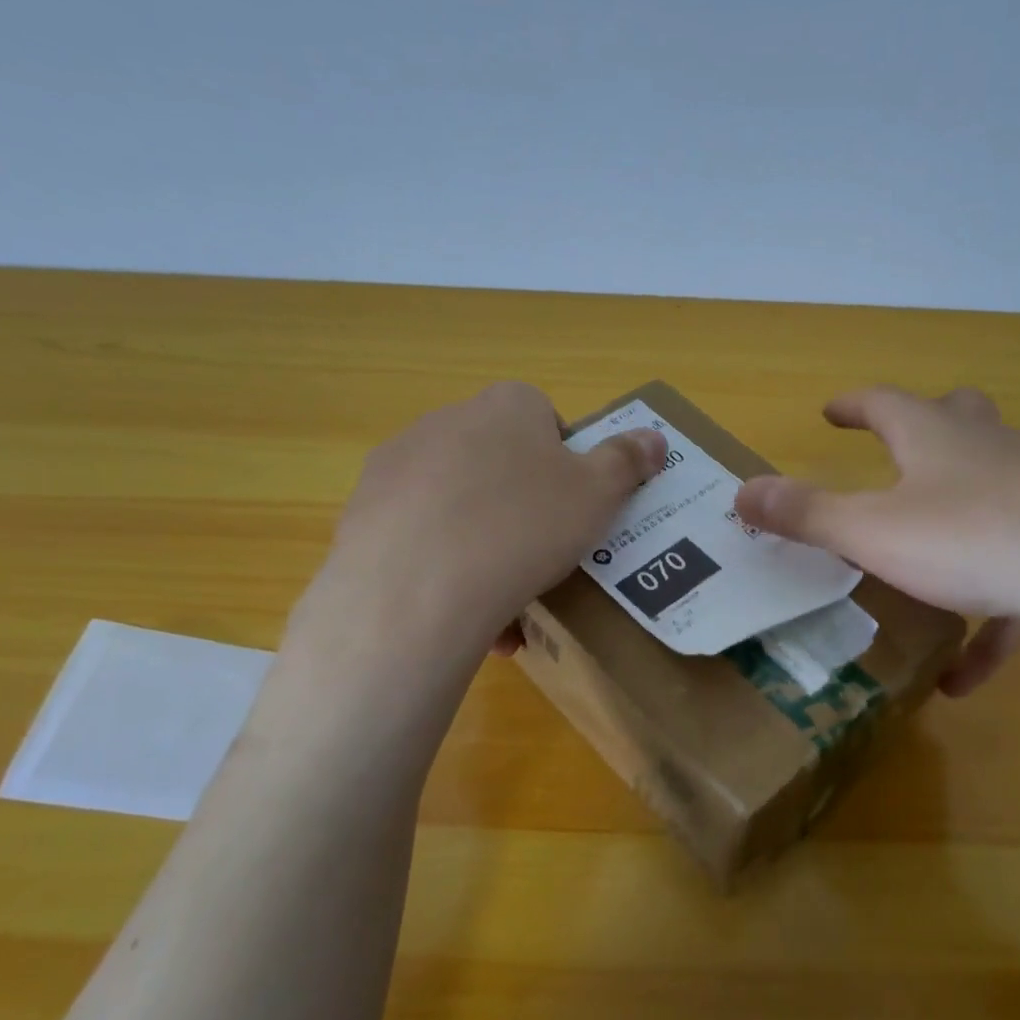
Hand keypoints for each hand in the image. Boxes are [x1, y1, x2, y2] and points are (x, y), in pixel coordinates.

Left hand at [302, 382, 664, 655]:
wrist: (419, 587)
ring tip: (506, 602)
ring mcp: (399, 464)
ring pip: (458, 504)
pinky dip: (445, 567)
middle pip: (499, 461)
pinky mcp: (364, 511)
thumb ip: (628, 461)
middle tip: (543, 554)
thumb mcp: (599, 495)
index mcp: (507, 406)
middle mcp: (448, 420)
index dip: (564, 463)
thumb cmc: (526, 526)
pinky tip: (464, 612)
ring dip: (484, 543)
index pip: (545, 418)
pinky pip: (420, 535)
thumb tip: (655, 438)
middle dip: (522, 505)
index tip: (571, 508)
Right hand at [733, 386, 1019, 693]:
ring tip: (923, 587)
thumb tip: (742, 492)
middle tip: (899, 449)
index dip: (853, 406)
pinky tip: (967, 678)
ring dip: (956, 534)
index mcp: (939, 439)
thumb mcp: (876, 531)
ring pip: (995, 498)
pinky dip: (993, 619)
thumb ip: (808, 515)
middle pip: (959, 422)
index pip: (886, 405)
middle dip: (926, 430)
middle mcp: (993, 453)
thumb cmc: (979, 538)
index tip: (830, 410)